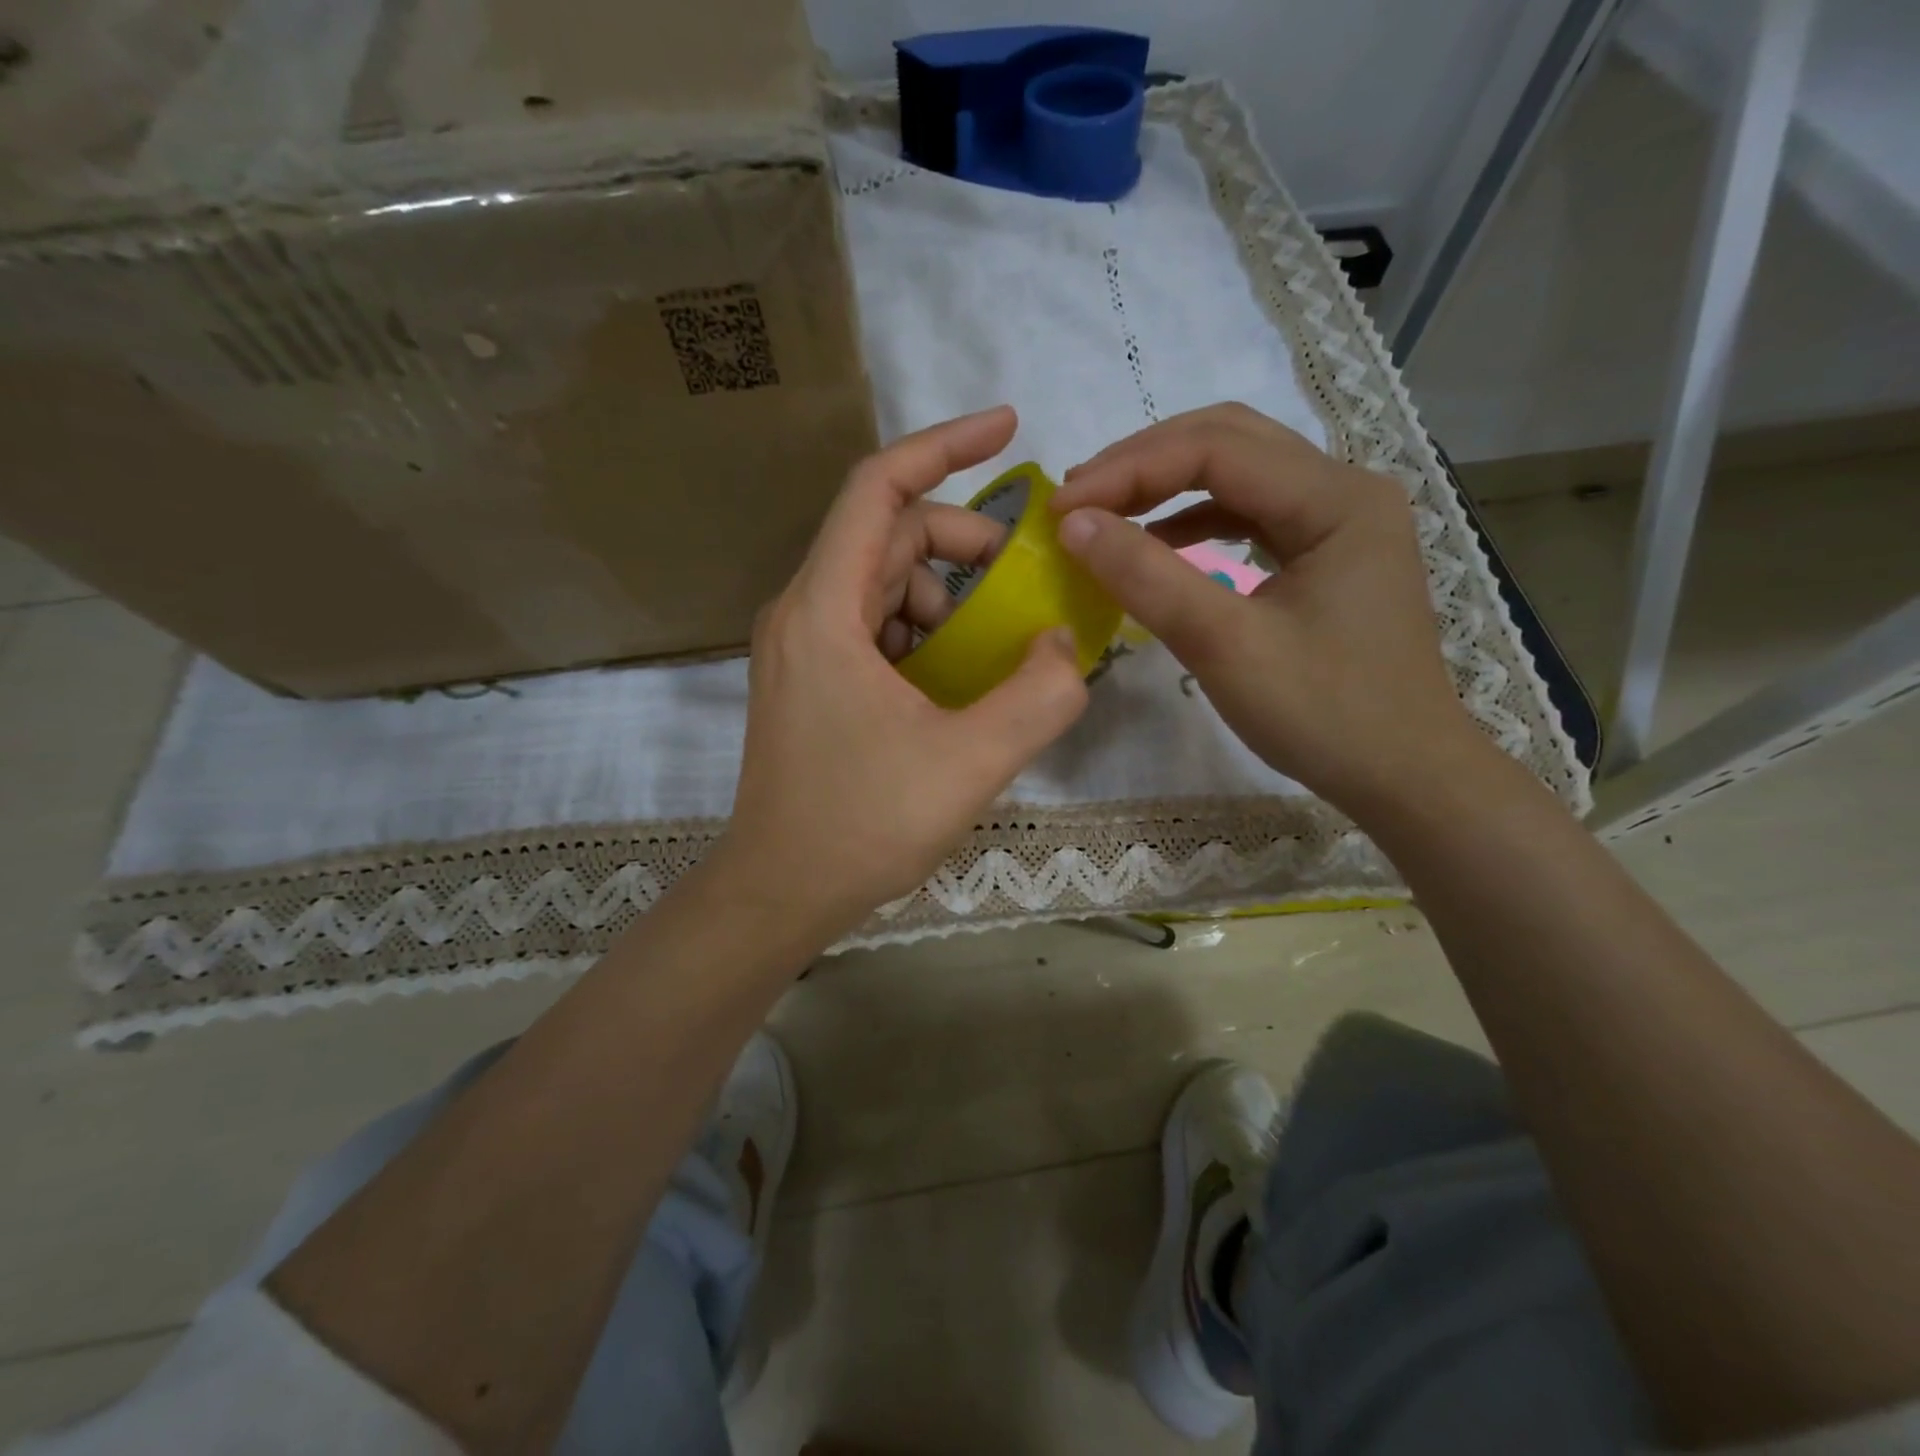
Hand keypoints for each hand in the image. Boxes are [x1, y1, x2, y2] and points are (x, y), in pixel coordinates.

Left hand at [719, 407, 1089, 935]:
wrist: (778, 892)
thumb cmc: (861, 825)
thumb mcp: (970, 762)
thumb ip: (1038, 697)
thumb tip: (1067, 644)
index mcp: (824, 610)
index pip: (879, 489)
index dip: (945, 446)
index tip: (1009, 428)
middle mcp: (802, 612)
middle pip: (888, 535)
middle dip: (963, 542)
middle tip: (1022, 580)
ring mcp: (802, 648)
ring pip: (882, 582)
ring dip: (945, 595)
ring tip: (989, 646)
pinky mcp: (810, 680)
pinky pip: (872, 626)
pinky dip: (921, 632)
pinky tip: (953, 678)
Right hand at [1051, 403, 1483, 815]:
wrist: (1402, 775)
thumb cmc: (1324, 715)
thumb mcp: (1225, 646)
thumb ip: (1148, 577)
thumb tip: (1073, 524)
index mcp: (1337, 498)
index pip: (1216, 449)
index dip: (1129, 469)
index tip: (1062, 508)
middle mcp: (1344, 489)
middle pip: (1229, 442)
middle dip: (1144, 463)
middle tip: (1077, 499)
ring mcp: (1338, 520)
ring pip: (1238, 474)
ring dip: (1166, 486)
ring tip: (1103, 512)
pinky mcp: (1325, 553)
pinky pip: (1249, 515)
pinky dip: (1194, 521)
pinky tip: (1155, 544)